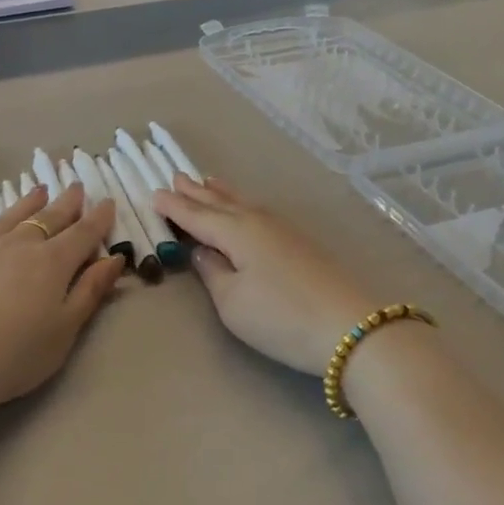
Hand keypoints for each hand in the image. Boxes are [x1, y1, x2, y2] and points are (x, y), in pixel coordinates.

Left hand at [0, 182, 124, 417]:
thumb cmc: (17, 354)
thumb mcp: (66, 329)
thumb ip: (90, 291)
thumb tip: (113, 259)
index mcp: (53, 263)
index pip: (82, 234)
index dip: (98, 219)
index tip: (108, 203)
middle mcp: (19, 246)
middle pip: (48, 219)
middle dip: (66, 204)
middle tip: (77, 187)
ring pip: (10, 218)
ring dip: (28, 203)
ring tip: (40, 191)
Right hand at [154, 175, 374, 375]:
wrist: (350, 328)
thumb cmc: (279, 317)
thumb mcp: (232, 301)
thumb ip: (212, 272)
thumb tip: (203, 251)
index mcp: (236, 232)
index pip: (197, 216)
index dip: (174, 207)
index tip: (153, 194)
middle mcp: (259, 222)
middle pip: (221, 203)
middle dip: (196, 192)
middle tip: (176, 176)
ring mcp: (284, 231)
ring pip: (243, 203)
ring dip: (221, 193)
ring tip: (206, 181)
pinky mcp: (300, 244)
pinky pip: (259, 212)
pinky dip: (242, 204)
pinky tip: (244, 208)